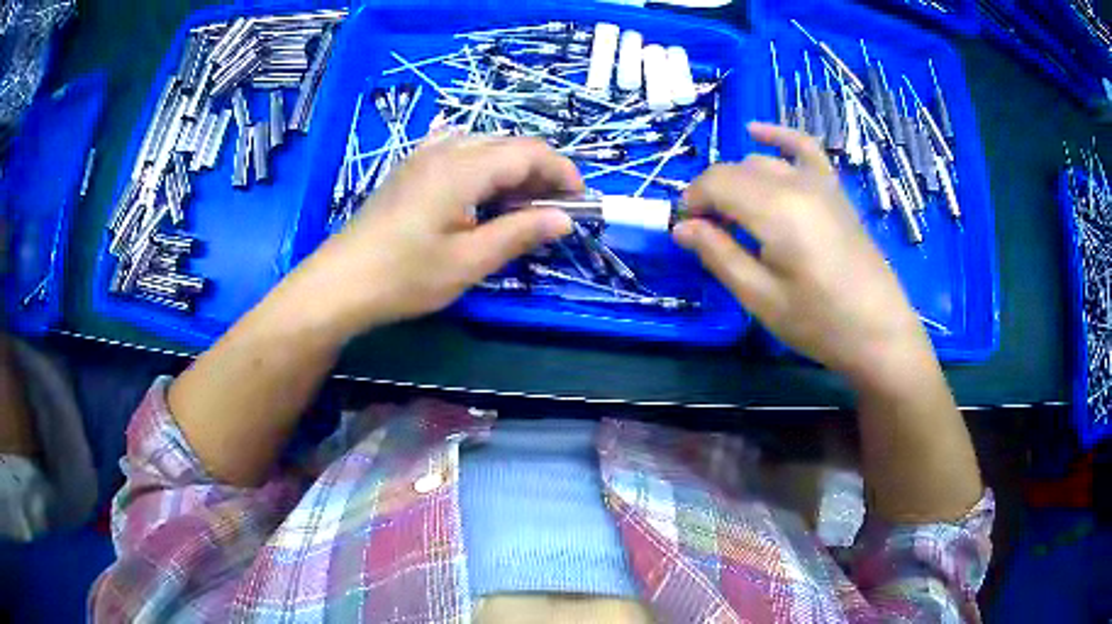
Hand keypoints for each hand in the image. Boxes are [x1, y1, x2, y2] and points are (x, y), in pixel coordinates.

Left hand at [285, 136, 581, 337]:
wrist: (341, 283)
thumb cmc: (405, 276)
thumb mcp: (469, 262)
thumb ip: (520, 233)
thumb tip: (564, 218)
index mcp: (462, 168)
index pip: (528, 152)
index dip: (562, 171)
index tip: (581, 199)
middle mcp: (445, 150)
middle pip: (508, 144)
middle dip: (540, 170)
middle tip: (555, 207)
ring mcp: (423, 156)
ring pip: (484, 145)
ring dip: (512, 167)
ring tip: (523, 202)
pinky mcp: (410, 168)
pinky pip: (458, 150)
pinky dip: (484, 165)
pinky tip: (483, 190)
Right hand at [673, 122, 929, 382]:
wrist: (879, 331)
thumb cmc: (820, 323)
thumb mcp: (761, 298)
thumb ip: (718, 255)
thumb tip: (682, 228)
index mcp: (776, 210)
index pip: (715, 183)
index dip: (691, 203)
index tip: (684, 232)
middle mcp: (796, 183)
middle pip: (735, 170)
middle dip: (711, 195)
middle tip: (706, 234)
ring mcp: (820, 182)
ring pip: (761, 162)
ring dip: (737, 181)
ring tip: (733, 217)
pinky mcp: (835, 190)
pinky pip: (804, 148)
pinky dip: (778, 137)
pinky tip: (757, 132)